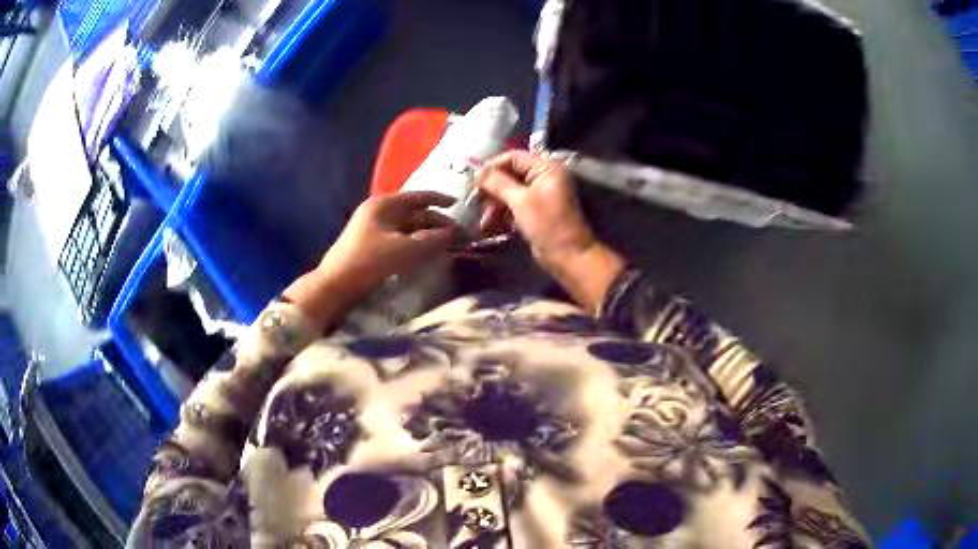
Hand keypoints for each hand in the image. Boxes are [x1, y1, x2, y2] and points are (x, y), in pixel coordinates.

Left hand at [285, 192, 457, 328]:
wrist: (335, 287)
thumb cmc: (369, 262)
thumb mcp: (406, 249)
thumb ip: (433, 240)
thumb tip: (454, 234)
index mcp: (384, 205)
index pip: (418, 197)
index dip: (440, 200)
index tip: (459, 205)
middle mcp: (379, 213)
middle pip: (414, 213)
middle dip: (437, 223)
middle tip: (459, 235)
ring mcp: (373, 230)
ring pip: (408, 228)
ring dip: (427, 235)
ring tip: (447, 246)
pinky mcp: (371, 248)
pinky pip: (400, 241)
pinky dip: (416, 245)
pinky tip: (427, 254)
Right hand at [477, 150, 595, 270]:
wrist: (568, 256)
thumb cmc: (547, 224)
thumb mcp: (520, 201)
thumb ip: (498, 183)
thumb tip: (477, 172)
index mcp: (546, 167)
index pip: (514, 157)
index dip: (493, 167)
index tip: (474, 181)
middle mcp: (545, 176)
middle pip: (511, 174)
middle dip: (493, 189)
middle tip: (476, 202)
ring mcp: (541, 194)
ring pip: (511, 191)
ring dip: (496, 204)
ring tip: (485, 221)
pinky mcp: (537, 210)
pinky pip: (516, 204)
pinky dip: (504, 212)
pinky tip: (493, 225)